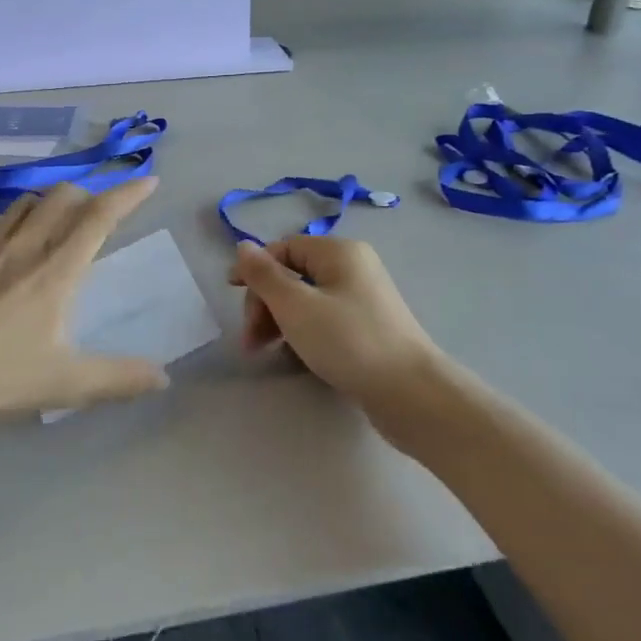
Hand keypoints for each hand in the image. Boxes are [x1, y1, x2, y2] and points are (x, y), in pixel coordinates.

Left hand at [0, 178, 168, 434]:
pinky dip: (3, 223)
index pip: (100, 217)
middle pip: (62, 196)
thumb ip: (118, 378)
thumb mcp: (64, 384)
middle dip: (87, 195)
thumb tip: (164, 378)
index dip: (128, 194)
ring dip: (46, 204)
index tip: (149, 181)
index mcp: (56, 271)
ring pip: (24, 202)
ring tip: (52, 223)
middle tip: (97, 213)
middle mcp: (22, 246)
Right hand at [229, 236, 462, 451]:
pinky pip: (324, 320)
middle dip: (265, 302)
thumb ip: (264, 275)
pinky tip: (294, 357)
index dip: (254, 268)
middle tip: (251, 339)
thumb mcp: (296, 306)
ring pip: (307, 300)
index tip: (229, 294)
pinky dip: (303, 333)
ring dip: (279, 321)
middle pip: (293, 274)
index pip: (283, 248)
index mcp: (339, 252)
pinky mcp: (368, 328)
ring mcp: (363, 299)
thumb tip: (242, 246)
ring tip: (265, 352)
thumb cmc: (348, 341)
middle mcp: (353, 268)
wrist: (410, 393)